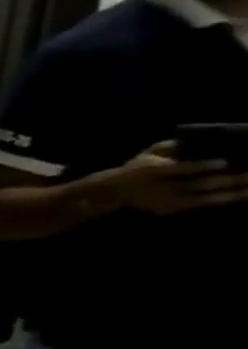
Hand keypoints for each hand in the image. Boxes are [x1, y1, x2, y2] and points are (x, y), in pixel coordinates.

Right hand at [102, 142, 247, 214]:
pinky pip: (201, 204)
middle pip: (197, 184)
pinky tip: (243, 194)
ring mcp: (164, 200)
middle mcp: (159, 186)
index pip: (178, 169)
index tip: (224, 162)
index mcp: (151, 170)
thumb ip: (171, 145)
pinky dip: (223, 199)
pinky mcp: (169, 209)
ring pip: (204, 197)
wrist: (113, 191)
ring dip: (232, 191)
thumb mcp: (148, 153)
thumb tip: (200, 139)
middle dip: (227, 180)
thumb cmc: (136, 167)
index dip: (201, 166)